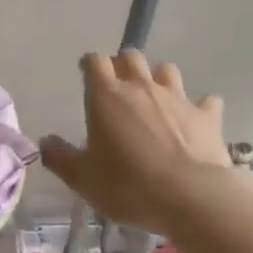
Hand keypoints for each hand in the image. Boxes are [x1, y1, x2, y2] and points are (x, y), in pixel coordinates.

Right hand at [40, 50, 233, 235]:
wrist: (190, 196)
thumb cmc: (129, 185)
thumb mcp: (83, 178)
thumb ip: (60, 157)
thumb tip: (45, 142)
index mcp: (107, 96)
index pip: (95, 62)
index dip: (90, 64)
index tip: (86, 73)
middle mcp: (142, 87)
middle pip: (131, 57)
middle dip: (123, 64)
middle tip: (119, 85)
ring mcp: (178, 98)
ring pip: (167, 69)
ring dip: (160, 78)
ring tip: (156, 97)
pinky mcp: (207, 115)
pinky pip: (206, 101)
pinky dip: (201, 107)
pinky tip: (197, 119)